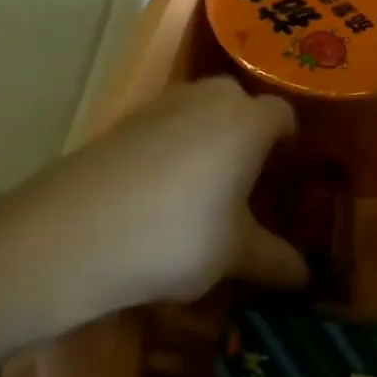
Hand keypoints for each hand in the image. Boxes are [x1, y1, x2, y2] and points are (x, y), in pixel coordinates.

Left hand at [0, 77, 306, 334]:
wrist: (69, 236)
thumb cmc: (175, 236)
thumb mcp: (233, 254)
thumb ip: (275, 260)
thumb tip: (306, 277)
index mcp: (247, 122)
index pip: (283, 115)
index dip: (290, 141)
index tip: (288, 172)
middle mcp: (207, 99)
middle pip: (239, 102)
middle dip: (247, 131)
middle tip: (248, 177)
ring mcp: (159, 105)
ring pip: (198, 109)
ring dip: (207, 135)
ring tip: (203, 186)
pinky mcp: (120, 122)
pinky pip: (162, 124)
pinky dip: (170, 145)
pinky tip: (159, 190)